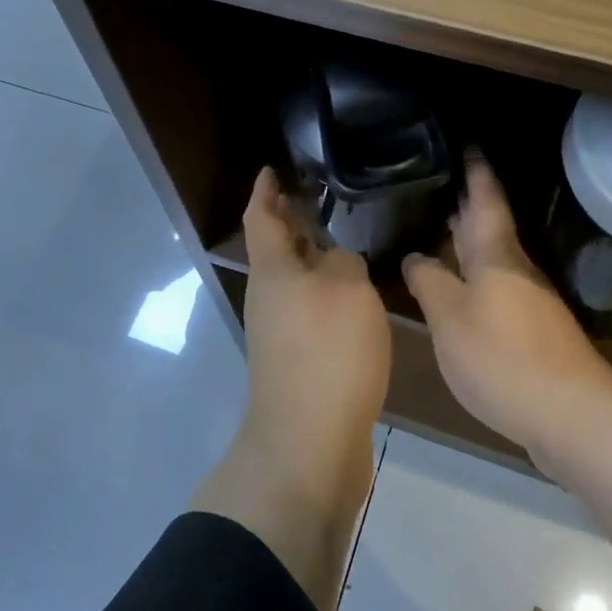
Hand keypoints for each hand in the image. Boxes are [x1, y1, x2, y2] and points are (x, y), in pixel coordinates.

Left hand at [240, 168, 391, 483]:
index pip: (260, 216)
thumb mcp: (349, 290)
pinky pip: (307, 309)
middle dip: (291, 221)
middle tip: (318, 198)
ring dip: (310, 257)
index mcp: (272, 270)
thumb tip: (335, 263)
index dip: (265, 189)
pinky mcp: (295, 360)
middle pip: (275, 248)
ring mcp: (278, 332)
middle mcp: (268, 296)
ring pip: (293, 280)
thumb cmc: (327, 352)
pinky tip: (351, 296)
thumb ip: (344, 262)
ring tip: (342, 241)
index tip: (272, 168)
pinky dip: (323, 292)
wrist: (309, 442)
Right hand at [402, 157, 611, 456]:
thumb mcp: (451, 319)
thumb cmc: (503, 357)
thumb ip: (429, 283)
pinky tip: (458, 287)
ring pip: (492, 258)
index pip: (486, 199)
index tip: (467, 143)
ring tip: (440, 226)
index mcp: (496, 255)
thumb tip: (415, 257)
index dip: (476, 171)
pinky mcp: (531, 330)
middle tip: (440, 180)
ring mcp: (528, 301)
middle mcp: (516, 270)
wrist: (571, 416)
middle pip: (489, 227)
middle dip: (468, 203)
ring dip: (469, 240)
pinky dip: (474, 276)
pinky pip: (495, 288)